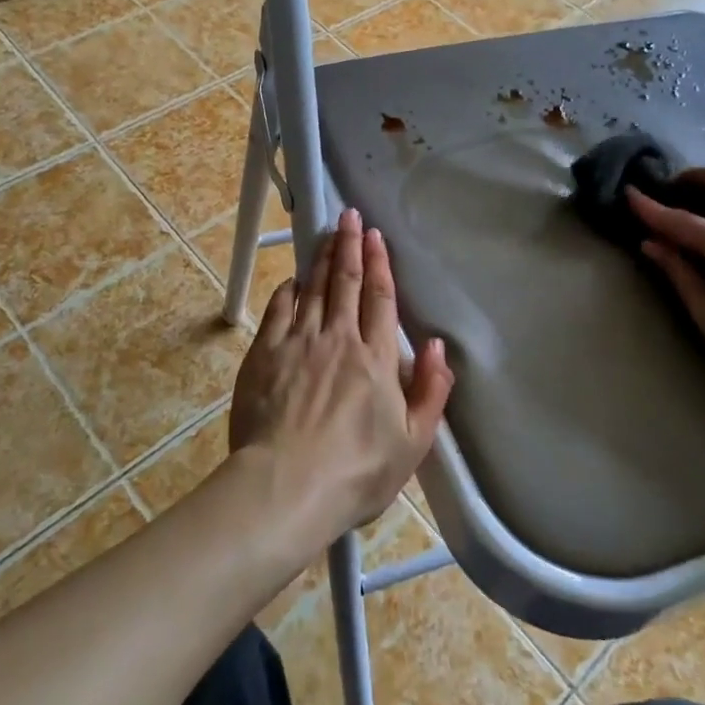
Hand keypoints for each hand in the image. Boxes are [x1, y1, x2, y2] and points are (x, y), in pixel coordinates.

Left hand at [229, 208, 454, 549]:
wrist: (285, 487)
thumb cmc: (355, 472)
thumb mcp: (412, 444)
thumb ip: (431, 392)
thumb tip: (440, 347)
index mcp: (376, 358)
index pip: (379, 298)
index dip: (379, 264)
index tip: (375, 237)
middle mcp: (338, 339)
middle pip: (345, 283)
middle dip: (350, 247)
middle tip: (351, 217)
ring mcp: (297, 342)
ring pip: (313, 289)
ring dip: (321, 259)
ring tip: (328, 234)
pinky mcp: (264, 354)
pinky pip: (278, 310)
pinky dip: (288, 291)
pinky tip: (292, 280)